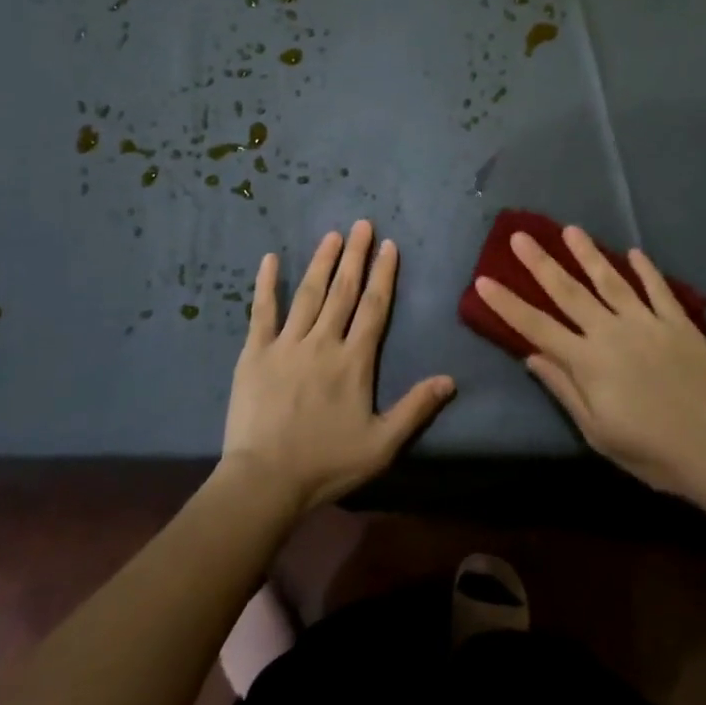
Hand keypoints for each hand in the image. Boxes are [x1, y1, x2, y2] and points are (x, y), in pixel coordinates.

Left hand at [222, 220, 455, 514]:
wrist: (265, 480)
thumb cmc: (326, 463)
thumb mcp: (381, 445)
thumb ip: (415, 408)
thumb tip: (450, 380)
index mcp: (354, 361)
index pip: (374, 308)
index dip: (383, 275)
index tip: (389, 246)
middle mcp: (323, 342)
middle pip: (343, 291)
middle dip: (355, 255)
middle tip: (362, 224)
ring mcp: (287, 344)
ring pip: (309, 293)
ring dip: (322, 262)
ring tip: (332, 235)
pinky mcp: (256, 353)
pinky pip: (262, 312)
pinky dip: (266, 284)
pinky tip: (270, 259)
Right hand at [473, 226, 705, 497]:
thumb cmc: (649, 451)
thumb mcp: (596, 430)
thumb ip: (563, 388)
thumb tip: (531, 356)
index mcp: (587, 361)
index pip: (536, 326)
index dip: (507, 303)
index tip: (484, 279)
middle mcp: (611, 332)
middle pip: (569, 292)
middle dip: (541, 263)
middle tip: (521, 236)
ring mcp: (647, 323)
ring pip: (611, 281)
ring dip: (588, 254)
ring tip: (571, 230)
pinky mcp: (679, 324)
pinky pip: (659, 290)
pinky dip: (646, 270)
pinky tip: (634, 253)